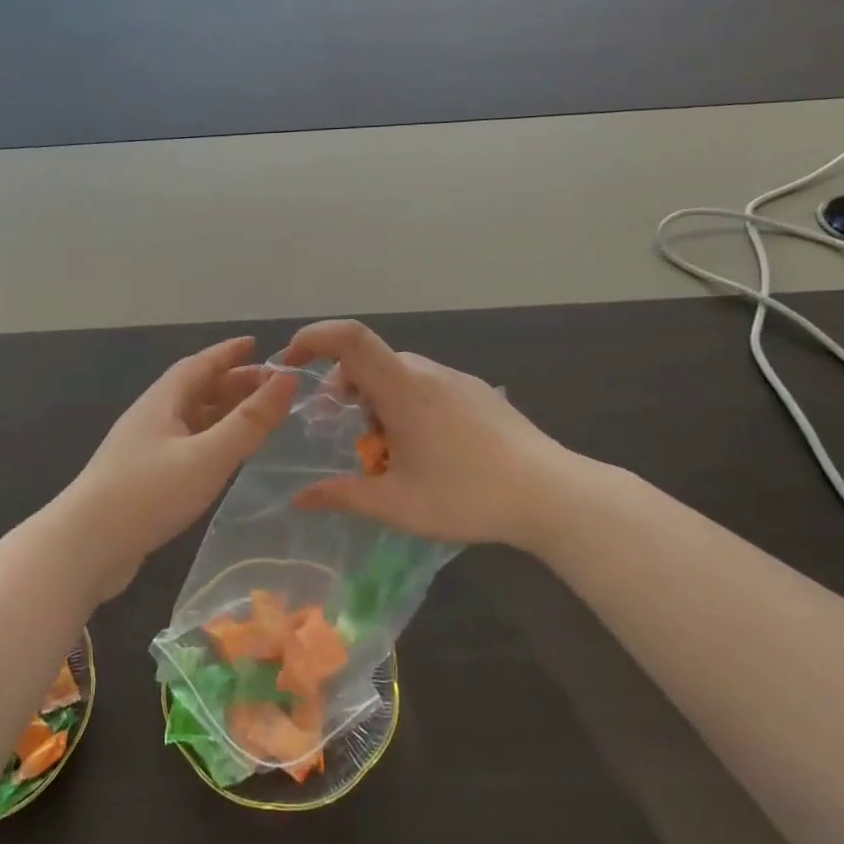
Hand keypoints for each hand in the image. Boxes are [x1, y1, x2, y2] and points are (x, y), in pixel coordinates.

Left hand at [59, 337, 295, 597]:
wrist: (84, 548)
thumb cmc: (148, 494)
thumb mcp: (207, 456)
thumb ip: (249, 421)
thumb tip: (287, 379)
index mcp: (161, 402)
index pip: (198, 365)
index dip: (228, 353)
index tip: (256, 344)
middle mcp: (150, 419)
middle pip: (194, 390)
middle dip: (232, 383)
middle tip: (270, 387)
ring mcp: (142, 451)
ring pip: (189, 420)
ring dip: (221, 413)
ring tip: (255, 418)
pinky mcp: (141, 481)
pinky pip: (184, 446)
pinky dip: (210, 441)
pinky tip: (223, 457)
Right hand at [281, 319, 596, 548]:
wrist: (552, 495)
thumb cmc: (467, 496)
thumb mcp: (396, 505)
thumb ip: (342, 496)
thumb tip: (299, 499)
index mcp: (402, 389)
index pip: (349, 338)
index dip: (314, 338)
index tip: (291, 362)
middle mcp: (427, 372)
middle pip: (370, 362)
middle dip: (347, 392)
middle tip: (352, 436)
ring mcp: (456, 379)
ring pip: (398, 376)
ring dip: (379, 403)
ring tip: (394, 453)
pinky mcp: (477, 392)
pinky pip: (426, 385)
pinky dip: (407, 405)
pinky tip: (429, 449)